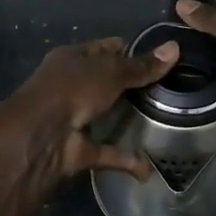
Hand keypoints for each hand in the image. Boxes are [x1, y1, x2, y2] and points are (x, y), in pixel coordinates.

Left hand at [0, 37, 178, 186]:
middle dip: (131, 86)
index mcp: (72, 60)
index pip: (104, 48)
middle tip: (168, 89)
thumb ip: (141, 66)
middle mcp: (70, 87)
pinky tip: (148, 168)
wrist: (41, 136)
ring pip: (104, 117)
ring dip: (125, 122)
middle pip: (105, 82)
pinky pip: (107, 153)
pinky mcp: (77, 149)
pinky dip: (124, 160)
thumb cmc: (72, 89)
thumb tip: (175, 48)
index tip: (160, 57)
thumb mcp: (110, 71)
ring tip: (161, 122)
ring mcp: (72, 119)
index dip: (129, 49)